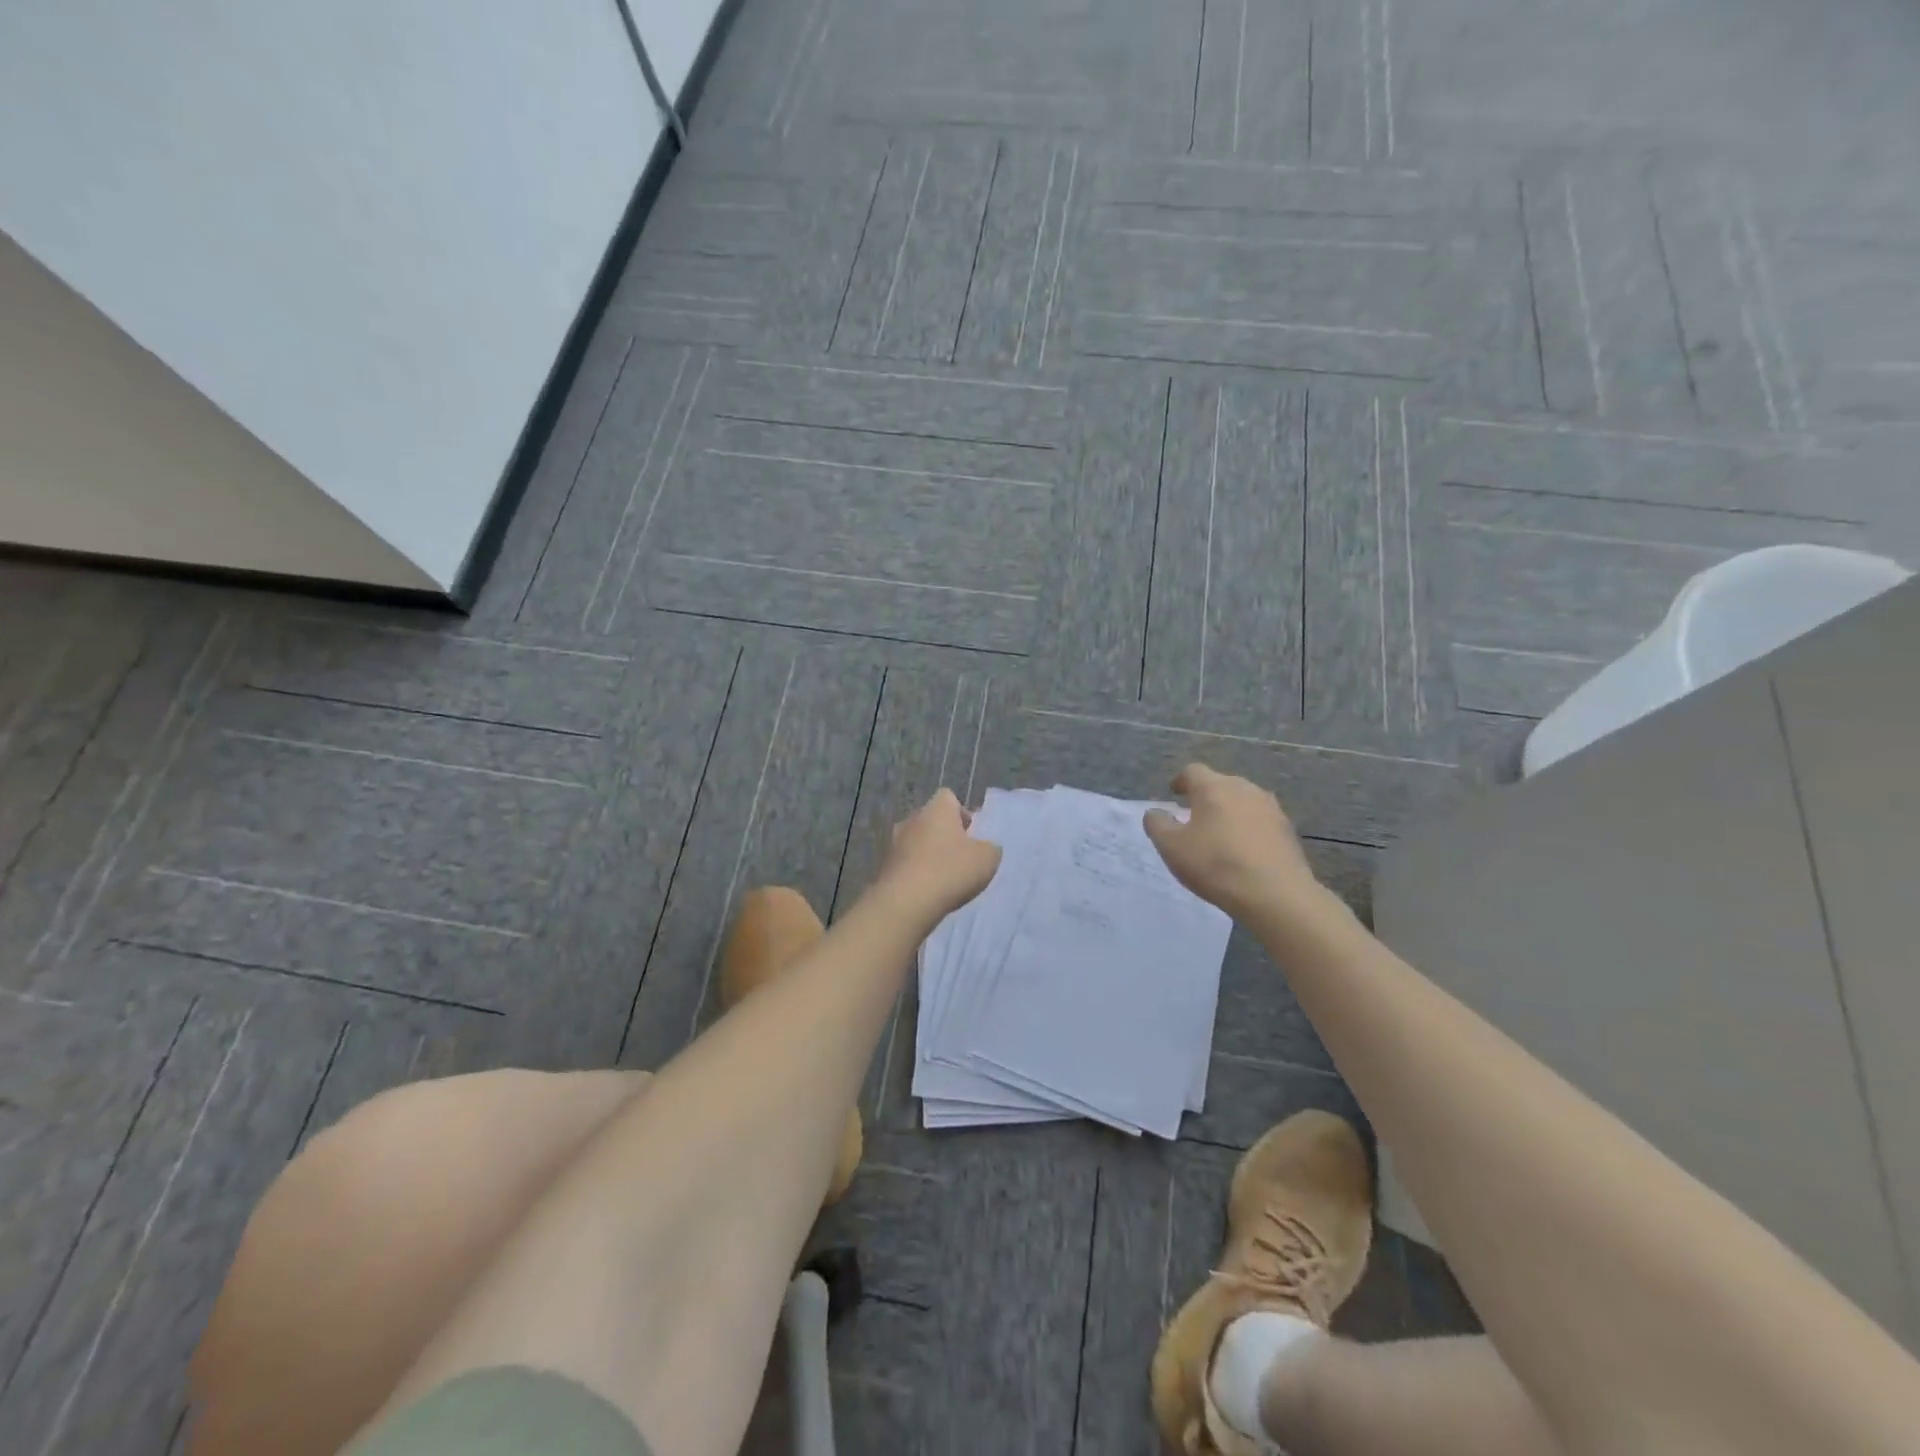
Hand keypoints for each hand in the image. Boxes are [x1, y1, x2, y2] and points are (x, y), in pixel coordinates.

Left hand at [874, 789, 1001, 920]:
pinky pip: (906, 863)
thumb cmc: (950, 871)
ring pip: (917, 842)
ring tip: (945, 878)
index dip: (962, 813)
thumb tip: (985, 847)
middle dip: (946, 835)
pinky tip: (928, 891)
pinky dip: (917, 872)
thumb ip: (990, 848)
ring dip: (929, 854)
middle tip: (961, 857)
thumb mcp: (987, 859)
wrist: (906, 902)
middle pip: (932, 820)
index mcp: (937, 808)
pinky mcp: (885, 866)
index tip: (972, 834)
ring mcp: (894, 842)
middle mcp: (912, 818)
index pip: (949, 798)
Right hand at [1143, 764, 1334, 926]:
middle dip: (1205, 796)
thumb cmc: (1216, 865)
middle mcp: (1244, 788)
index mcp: (1213, 787)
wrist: (1276, 895)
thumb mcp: (1171, 847)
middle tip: (1194, 817)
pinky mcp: (1288, 829)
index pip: (1192, 771)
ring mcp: (1270, 807)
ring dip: (1229, 811)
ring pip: (1243, 801)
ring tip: (1220, 834)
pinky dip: (1248, 828)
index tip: (1174, 794)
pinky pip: (1260, 820)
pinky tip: (1244, 850)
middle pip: (1220, 783)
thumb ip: (1157, 824)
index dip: (1180, 781)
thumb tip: (1156, 812)